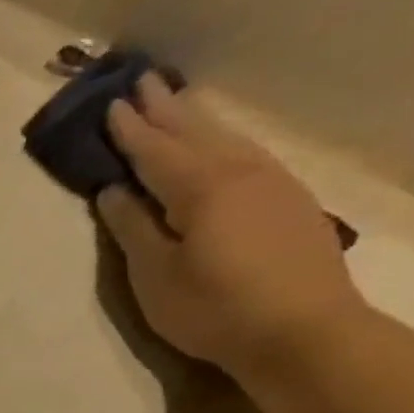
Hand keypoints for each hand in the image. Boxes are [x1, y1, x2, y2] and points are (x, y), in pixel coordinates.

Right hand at [95, 74, 367, 388]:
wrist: (303, 331)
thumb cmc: (213, 308)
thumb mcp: (155, 276)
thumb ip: (133, 229)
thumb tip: (114, 192)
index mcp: (201, 188)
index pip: (155, 152)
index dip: (130, 130)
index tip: (110, 105)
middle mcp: (240, 172)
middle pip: (197, 132)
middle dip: (166, 109)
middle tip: (143, 81)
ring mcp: (272, 183)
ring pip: (227, 139)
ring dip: (197, 119)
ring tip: (178, 101)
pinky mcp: (289, 201)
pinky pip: (246, 154)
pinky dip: (223, 140)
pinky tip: (219, 144)